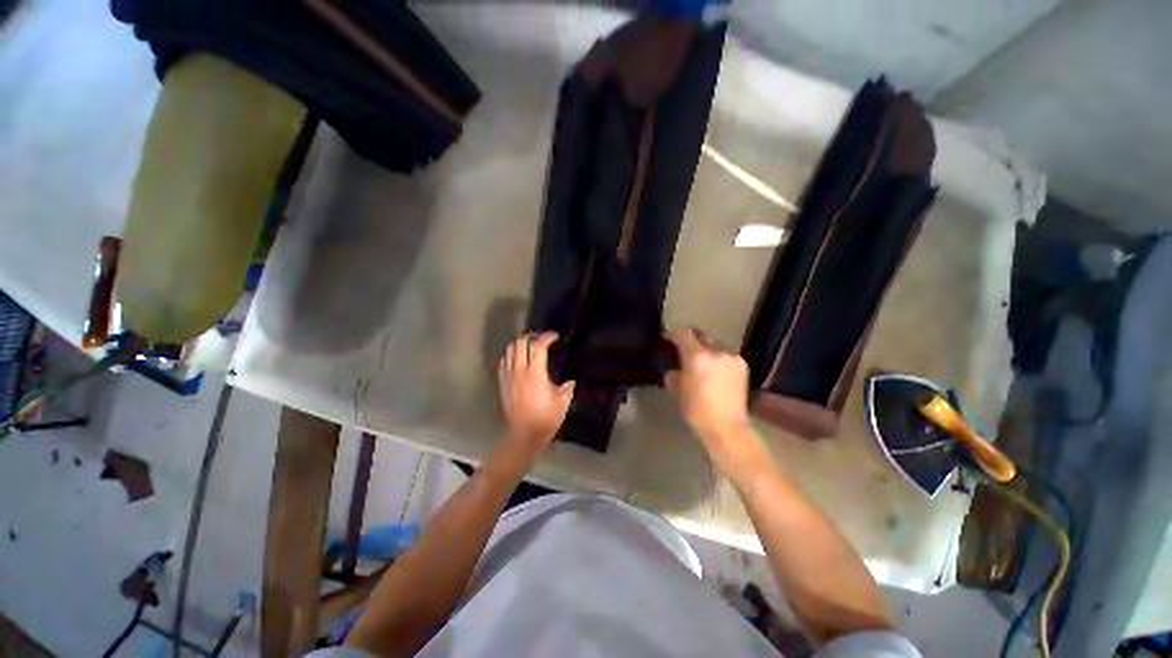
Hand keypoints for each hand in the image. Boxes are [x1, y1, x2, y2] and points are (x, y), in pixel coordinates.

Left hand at [496, 332, 574, 458]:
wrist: (523, 435)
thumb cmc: (545, 418)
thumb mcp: (562, 402)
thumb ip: (567, 387)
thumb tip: (570, 381)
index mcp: (535, 373)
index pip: (538, 346)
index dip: (547, 337)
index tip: (555, 336)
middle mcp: (519, 370)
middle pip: (521, 343)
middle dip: (532, 336)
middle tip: (542, 338)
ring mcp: (508, 376)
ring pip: (510, 350)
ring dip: (520, 343)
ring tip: (530, 345)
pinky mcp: (502, 382)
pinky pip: (503, 361)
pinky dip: (511, 354)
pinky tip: (518, 359)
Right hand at [665, 328, 754, 460]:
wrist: (727, 427)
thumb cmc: (697, 410)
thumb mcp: (677, 390)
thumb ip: (674, 373)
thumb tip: (675, 367)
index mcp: (697, 357)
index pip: (683, 334)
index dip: (673, 334)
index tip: (667, 339)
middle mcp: (716, 351)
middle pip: (701, 335)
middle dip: (691, 338)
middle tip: (682, 346)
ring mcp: (732, 357)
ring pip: (714, 344)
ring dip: (705, 348)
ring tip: (700, 361)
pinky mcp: (742, 365)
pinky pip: (725, 355)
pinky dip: (717, 357)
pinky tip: (714, 370)